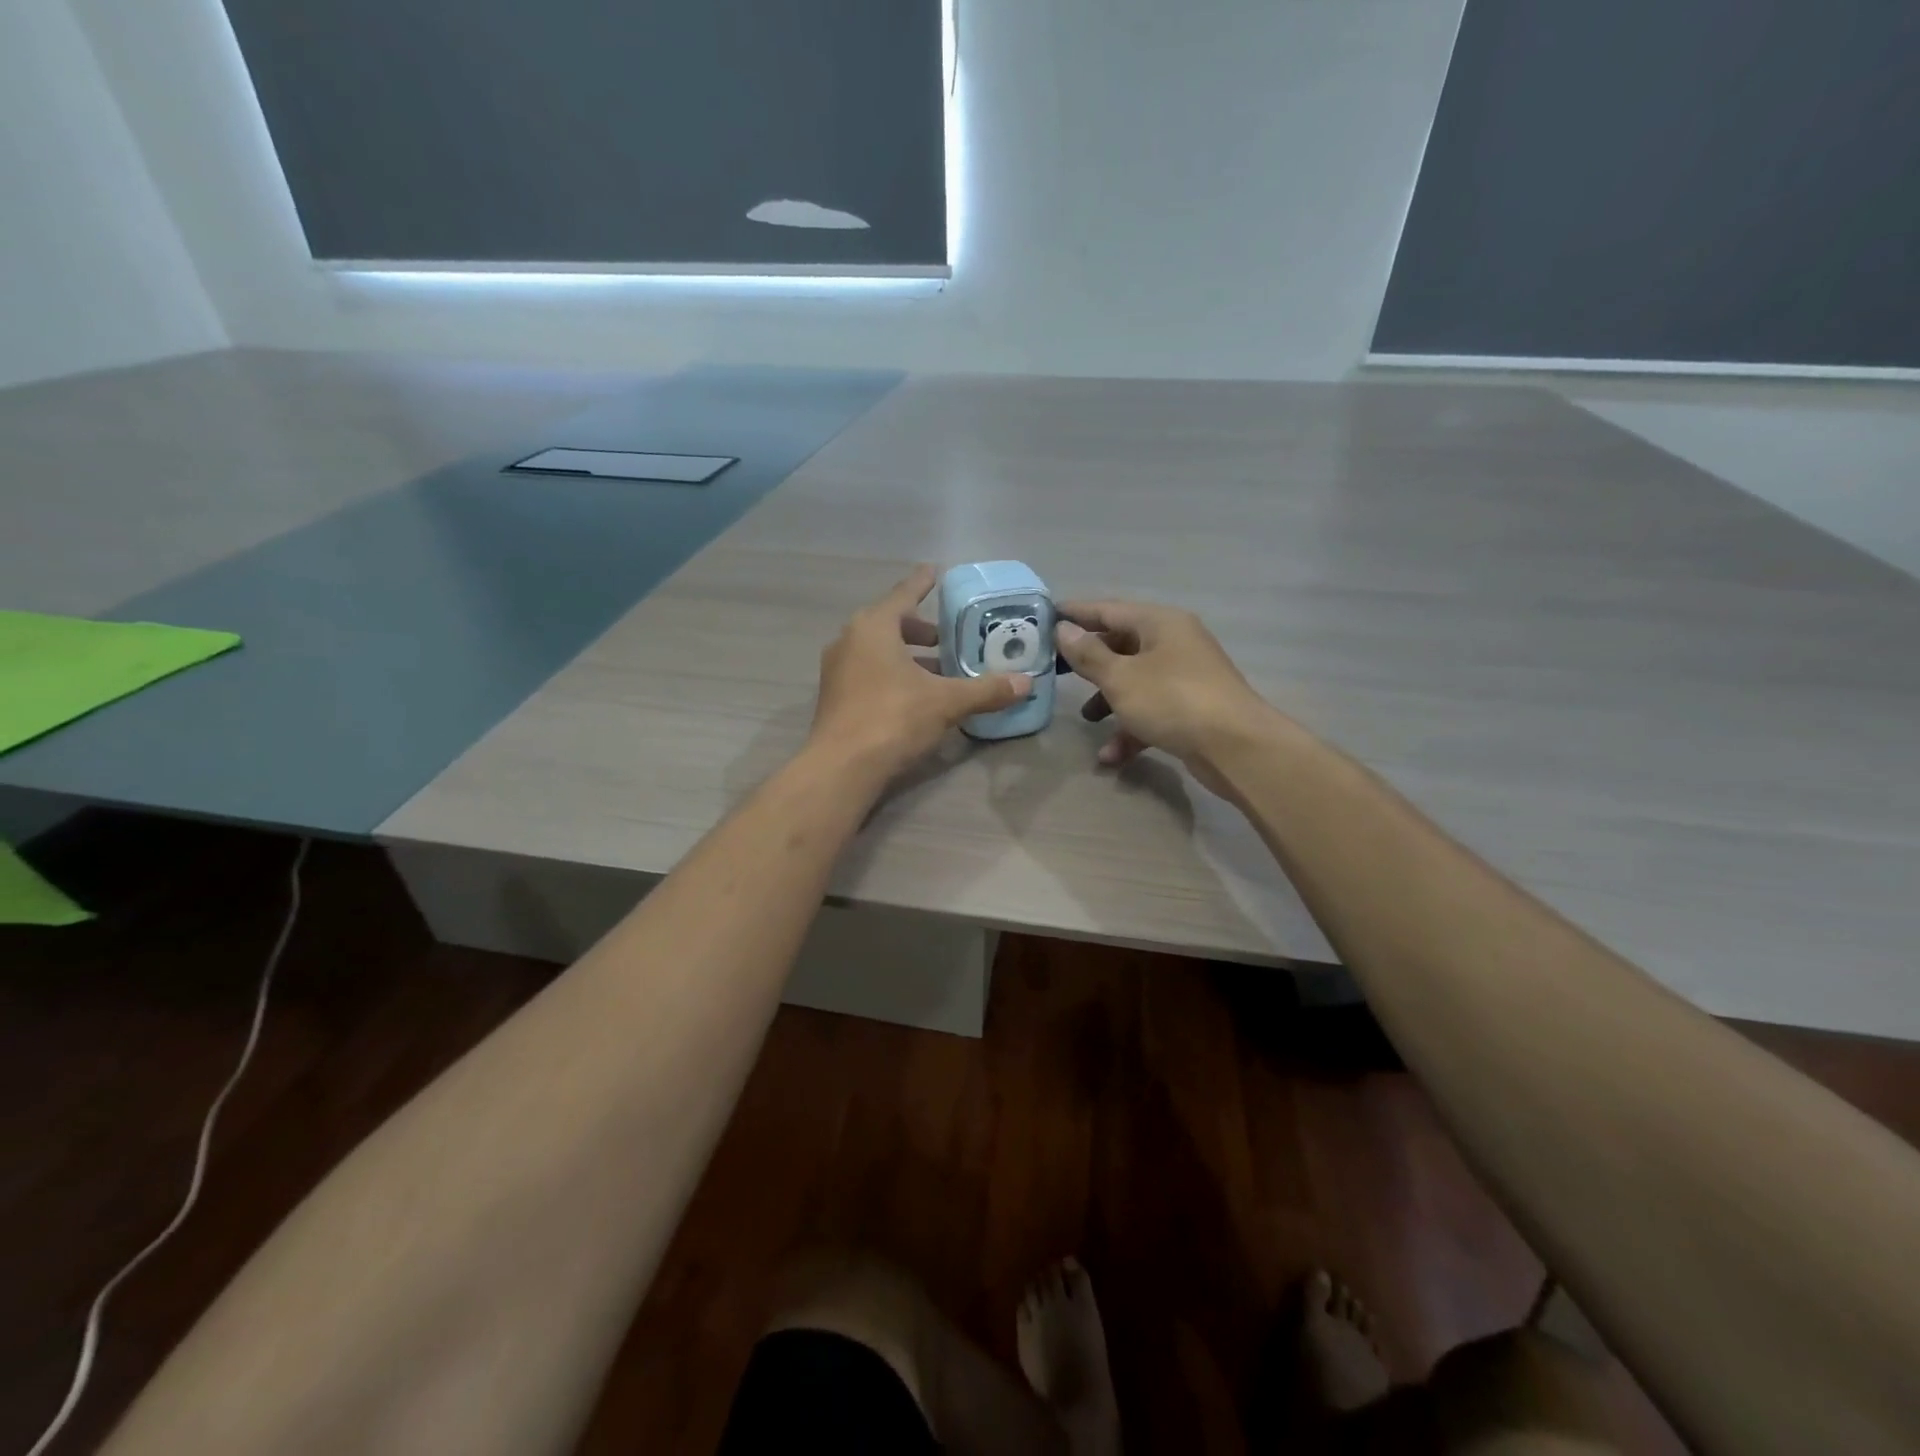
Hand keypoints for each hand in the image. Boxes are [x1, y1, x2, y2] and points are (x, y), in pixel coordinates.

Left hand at [810, 565, 1032, 782]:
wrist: (841, 767)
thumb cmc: (893, 718)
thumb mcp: (946, 702)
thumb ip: (986, 690)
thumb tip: (1025, 683)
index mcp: (873, 627)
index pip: (904, 594)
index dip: (923, 583)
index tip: (935, 570)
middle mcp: (849, 640)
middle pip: (889, 623)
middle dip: (919, 628)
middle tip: (947, 636)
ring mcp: (837, 670)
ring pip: (878, 651)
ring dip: (907, 655)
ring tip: (938, 669)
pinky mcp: (835, 697)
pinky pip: (869, 673)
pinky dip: (892, 674)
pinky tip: (915, 695)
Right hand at [1054, 600, 1278, 786]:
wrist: (1236, 747)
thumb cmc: (1172, 701)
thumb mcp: (1121, 677)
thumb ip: (1088, 654)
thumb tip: (1063, 629)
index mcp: (1159, 623)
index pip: (1108, 610)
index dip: (1075, 613)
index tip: (1044, 618)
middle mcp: (1174, 642)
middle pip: (1122, 645)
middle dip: (1090, 663)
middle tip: (1057, 671)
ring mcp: (1185, 676)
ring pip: (1136, 681)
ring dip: (1108, 700)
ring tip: (1086, 720)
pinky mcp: (1191, 708)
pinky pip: (1152, 711)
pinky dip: (1131, 729)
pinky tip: (1111, 757)